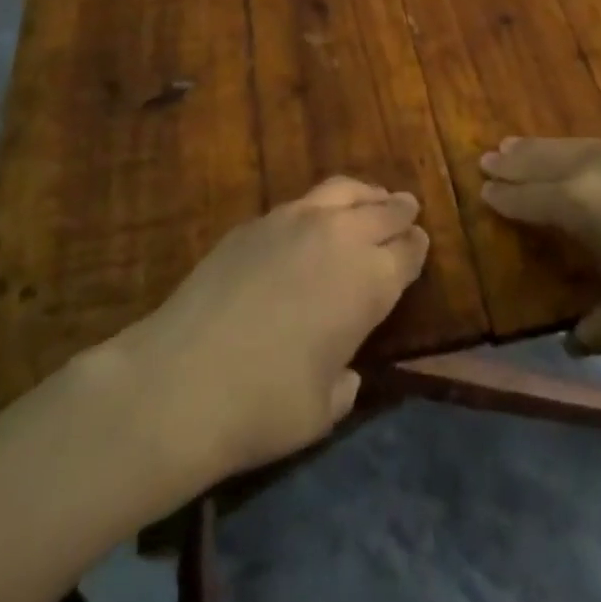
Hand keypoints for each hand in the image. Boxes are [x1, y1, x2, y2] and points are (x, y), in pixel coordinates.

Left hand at [113, 178, 428, 489]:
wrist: (181, 382)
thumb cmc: (264, 406)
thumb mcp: (323, 409)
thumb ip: (345, 381)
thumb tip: (346, 370)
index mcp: (370, 282)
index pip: (408, 252)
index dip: (416, 249)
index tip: (419, 246)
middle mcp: (341, 238)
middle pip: (384, 212)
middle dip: (400, 212)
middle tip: (408, 209)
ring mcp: (295, 222)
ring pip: (345, 191)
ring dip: (366, 195)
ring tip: (371, 198)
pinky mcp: (255, 222)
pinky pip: (303, 202)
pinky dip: (323, 205)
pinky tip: (315, 220)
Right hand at [482, 137, 600, 355]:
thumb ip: (595, 328)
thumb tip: (572, 343)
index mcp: (580, 205)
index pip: (527, 198)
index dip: (502, 196)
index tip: (481, 190)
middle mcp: (596, 166)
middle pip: (541, 159)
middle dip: (513, 161)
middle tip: (488, 158)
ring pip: (571, 145)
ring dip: (541, 149)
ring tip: (518, 147)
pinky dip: (578, 148)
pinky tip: (580, 154)